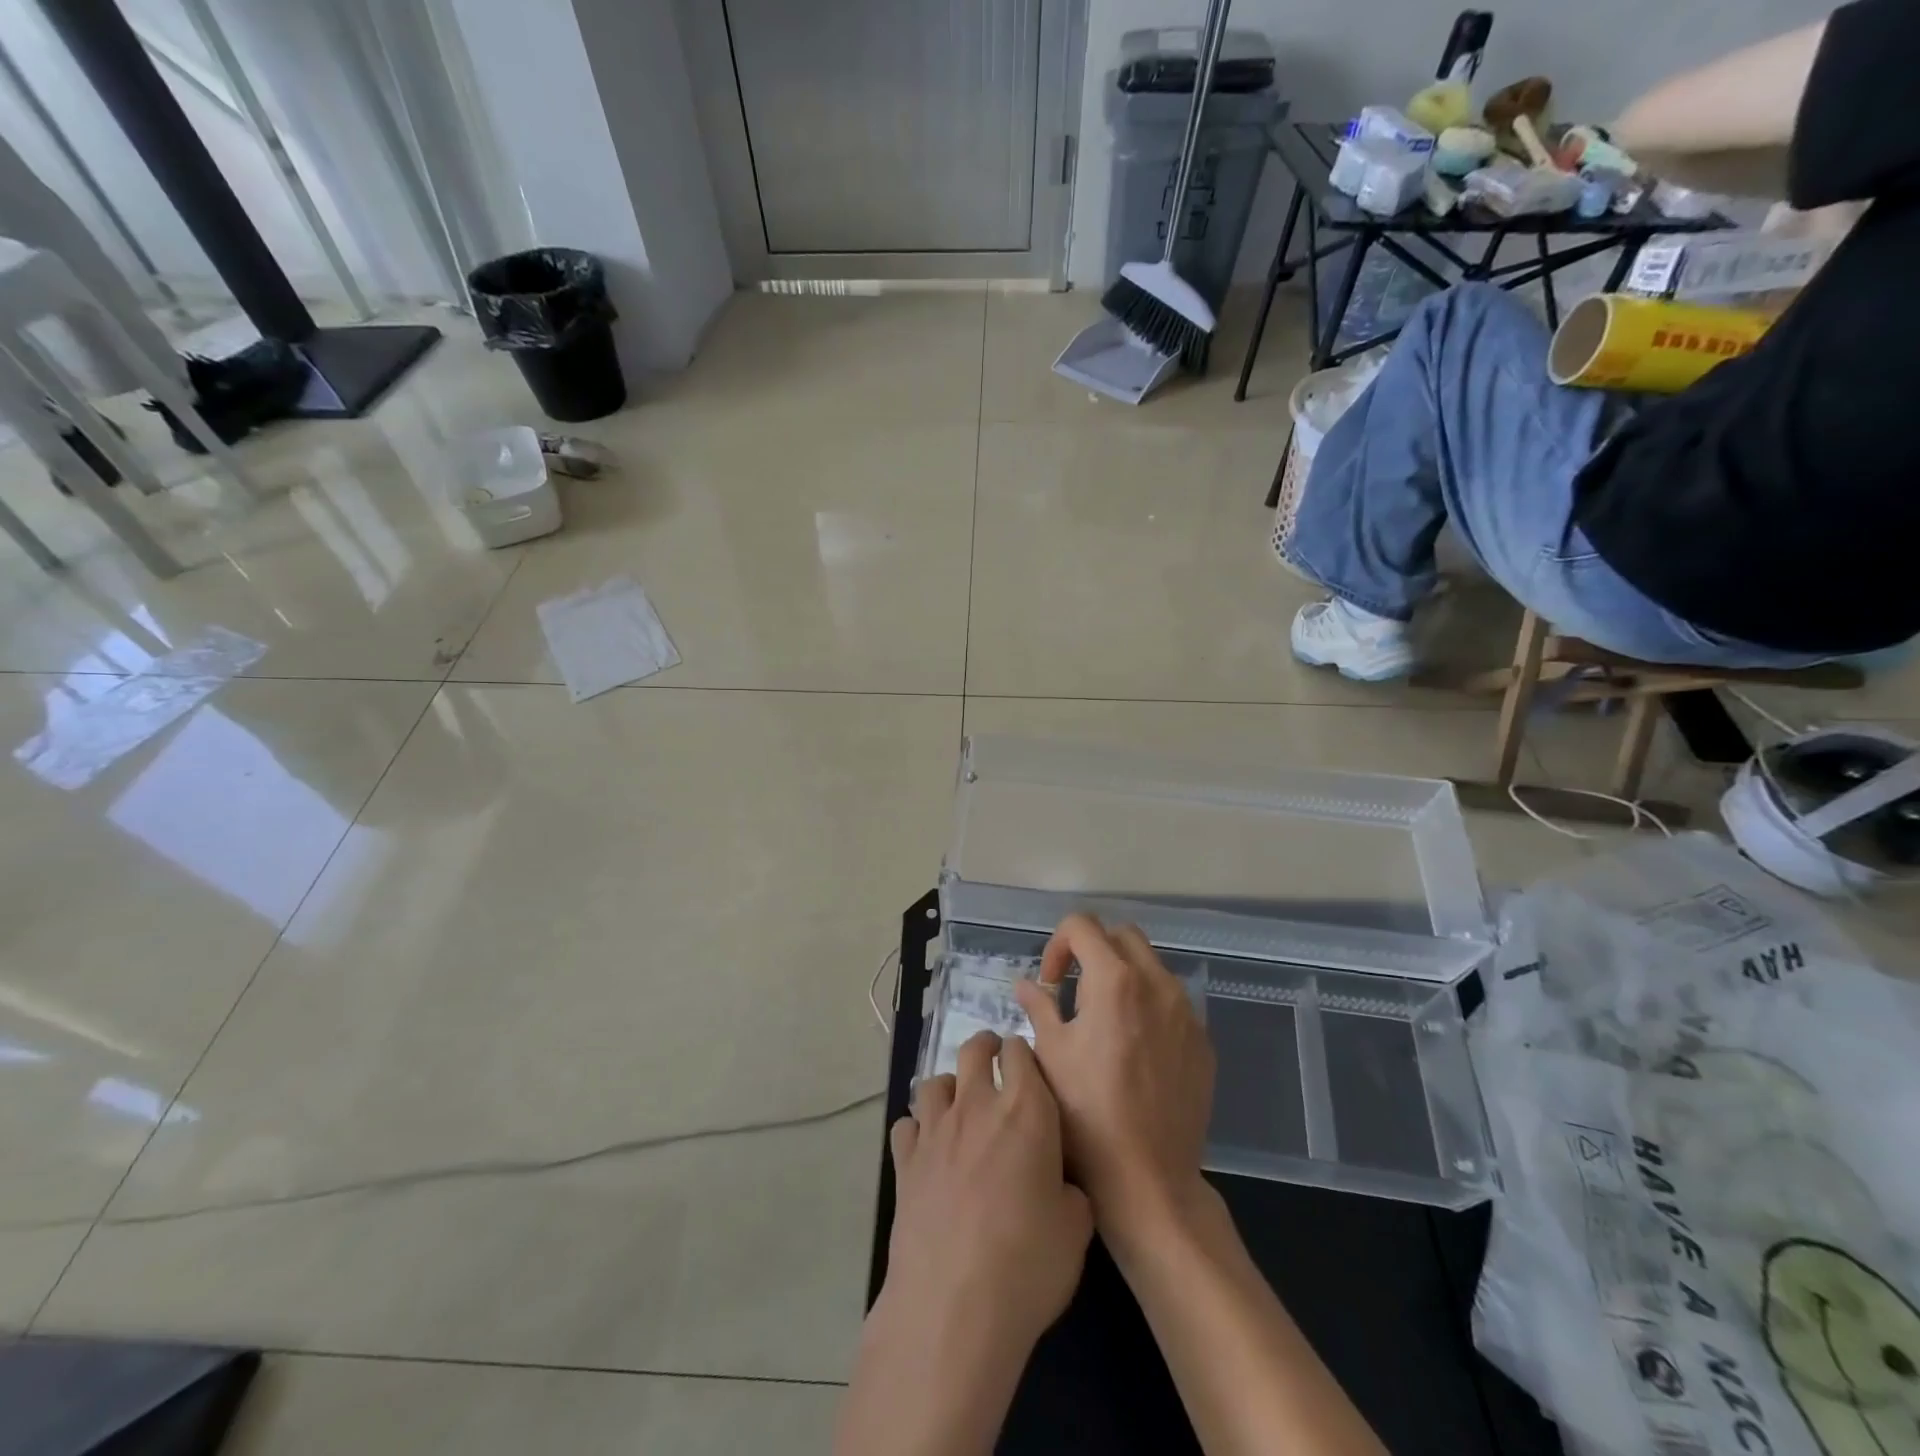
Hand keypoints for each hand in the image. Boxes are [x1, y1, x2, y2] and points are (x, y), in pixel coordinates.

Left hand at [880, 1030, 1091, 1356]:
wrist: (953, 1305)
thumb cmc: (1028, 1264)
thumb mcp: (1076, 1228)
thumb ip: (1069, 1190)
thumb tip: (1057, 1184)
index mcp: (1026, 1110)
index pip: (1020, 1051)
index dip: (1024, 1055)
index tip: (1030, 1070)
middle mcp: (977, 1106)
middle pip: (973, 1050)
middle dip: (986, 1047)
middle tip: (995, 1062)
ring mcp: (935, 1130)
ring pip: (935, 1081)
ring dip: (950, 1087)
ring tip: (959, 1107)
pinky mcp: (904, 1161)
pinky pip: (907, 1124)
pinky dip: (917, 1128)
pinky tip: (927, 1149)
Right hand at [1015, 914, 1214, 1247]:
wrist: (1149, 1180)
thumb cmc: (1087, 1114)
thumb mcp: (1050, 1054)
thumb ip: (1039, 1007)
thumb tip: (1027, 984)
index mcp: (1115, 980)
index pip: (1082, 925)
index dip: (1057, 944)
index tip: (1051, 983)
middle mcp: (1157, 984)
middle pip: (1122, 936)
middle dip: (1093, 950)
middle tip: (1074, 991)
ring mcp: (1186, 1013)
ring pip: (1151, 966)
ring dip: (1123, 975)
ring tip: (1103, 1020)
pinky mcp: (1202, 1042)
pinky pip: (1172, 1002)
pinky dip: (1148, 1004)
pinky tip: (1133, 1048)